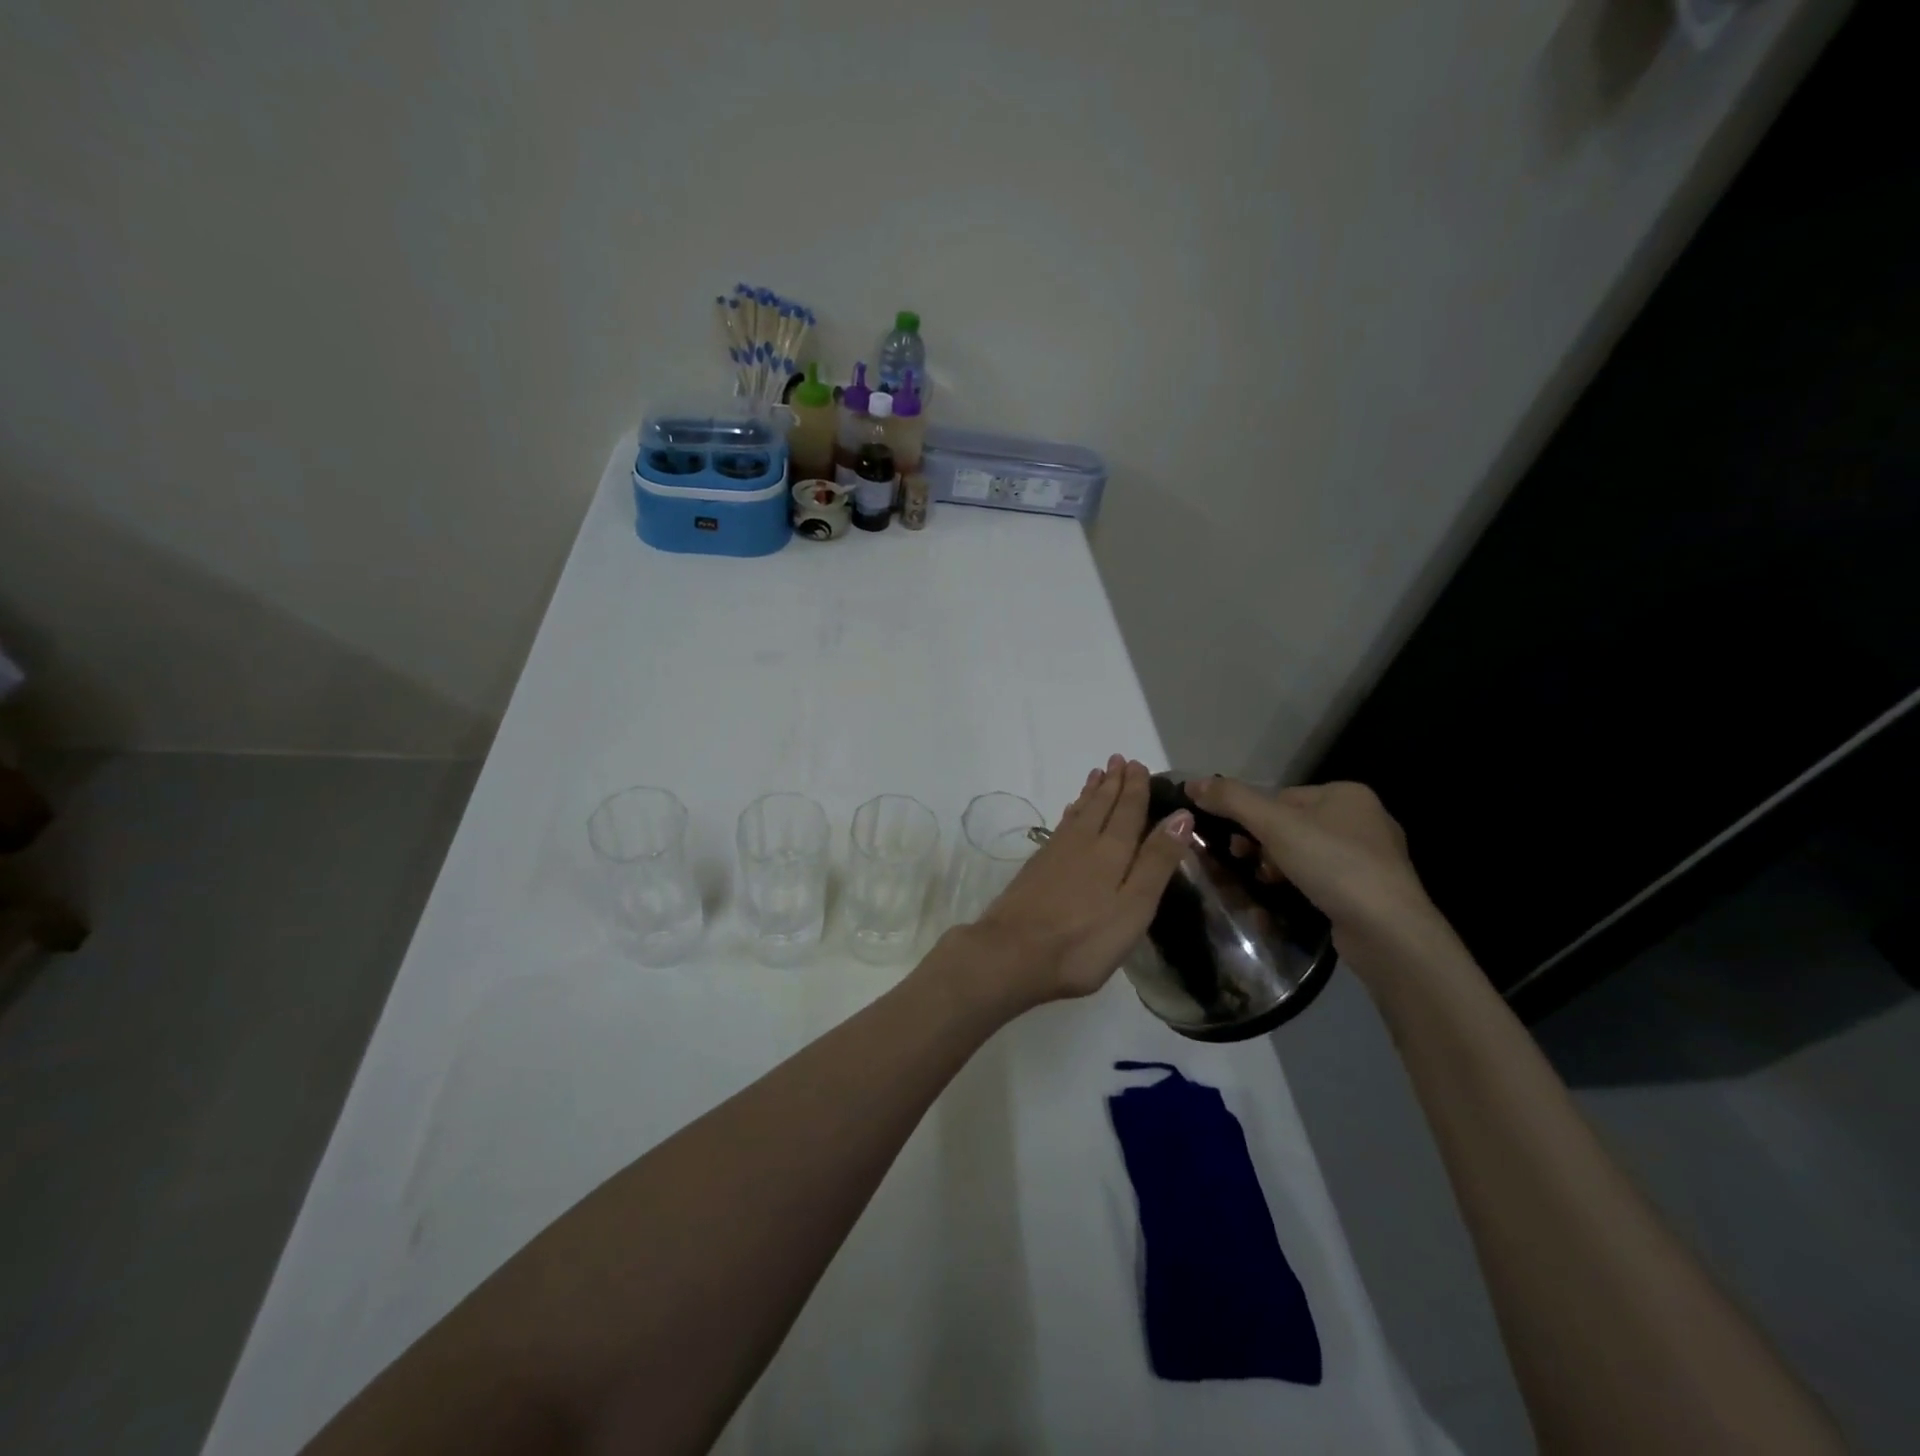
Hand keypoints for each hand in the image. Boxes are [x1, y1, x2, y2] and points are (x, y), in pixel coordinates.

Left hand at [961, 756, 1192, 1007]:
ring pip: (1079, 813)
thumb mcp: (1134, 906)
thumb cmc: (1084, 940)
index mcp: (1112, 851)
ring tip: (1097, 775)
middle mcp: (1083, 843)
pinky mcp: (1036, 868)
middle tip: (1118, 759)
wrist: (1013, 953)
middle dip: (1113, 783)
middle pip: (1101, 806)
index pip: (1127, 811)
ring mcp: (1055, 854)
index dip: (1135, 788)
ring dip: (1091, 793)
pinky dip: (1071, 813)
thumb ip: (1157, 861)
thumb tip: (1181, 815)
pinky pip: (1061, 826)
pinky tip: (1070, 814)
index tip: (1138, 764)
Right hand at [1187, 778, 1439, 957]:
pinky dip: (1300, 887)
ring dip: (1277, 868)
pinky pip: (1322, 880)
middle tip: (1245, 864)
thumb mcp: (1274, 824)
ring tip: (1266, 886)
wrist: (1388, 931)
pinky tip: (1287, 901)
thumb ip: (1231, 800)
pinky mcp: (1371, 892)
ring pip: (1304, 854)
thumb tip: (1191, 783)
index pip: (1281, 797)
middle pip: (1291, 825)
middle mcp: (1364, 819)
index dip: (1251, 818)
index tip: (1234, 844)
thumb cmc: (1333, 864)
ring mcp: (1372, 858)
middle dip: (1263, 846)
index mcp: (1346, 794)